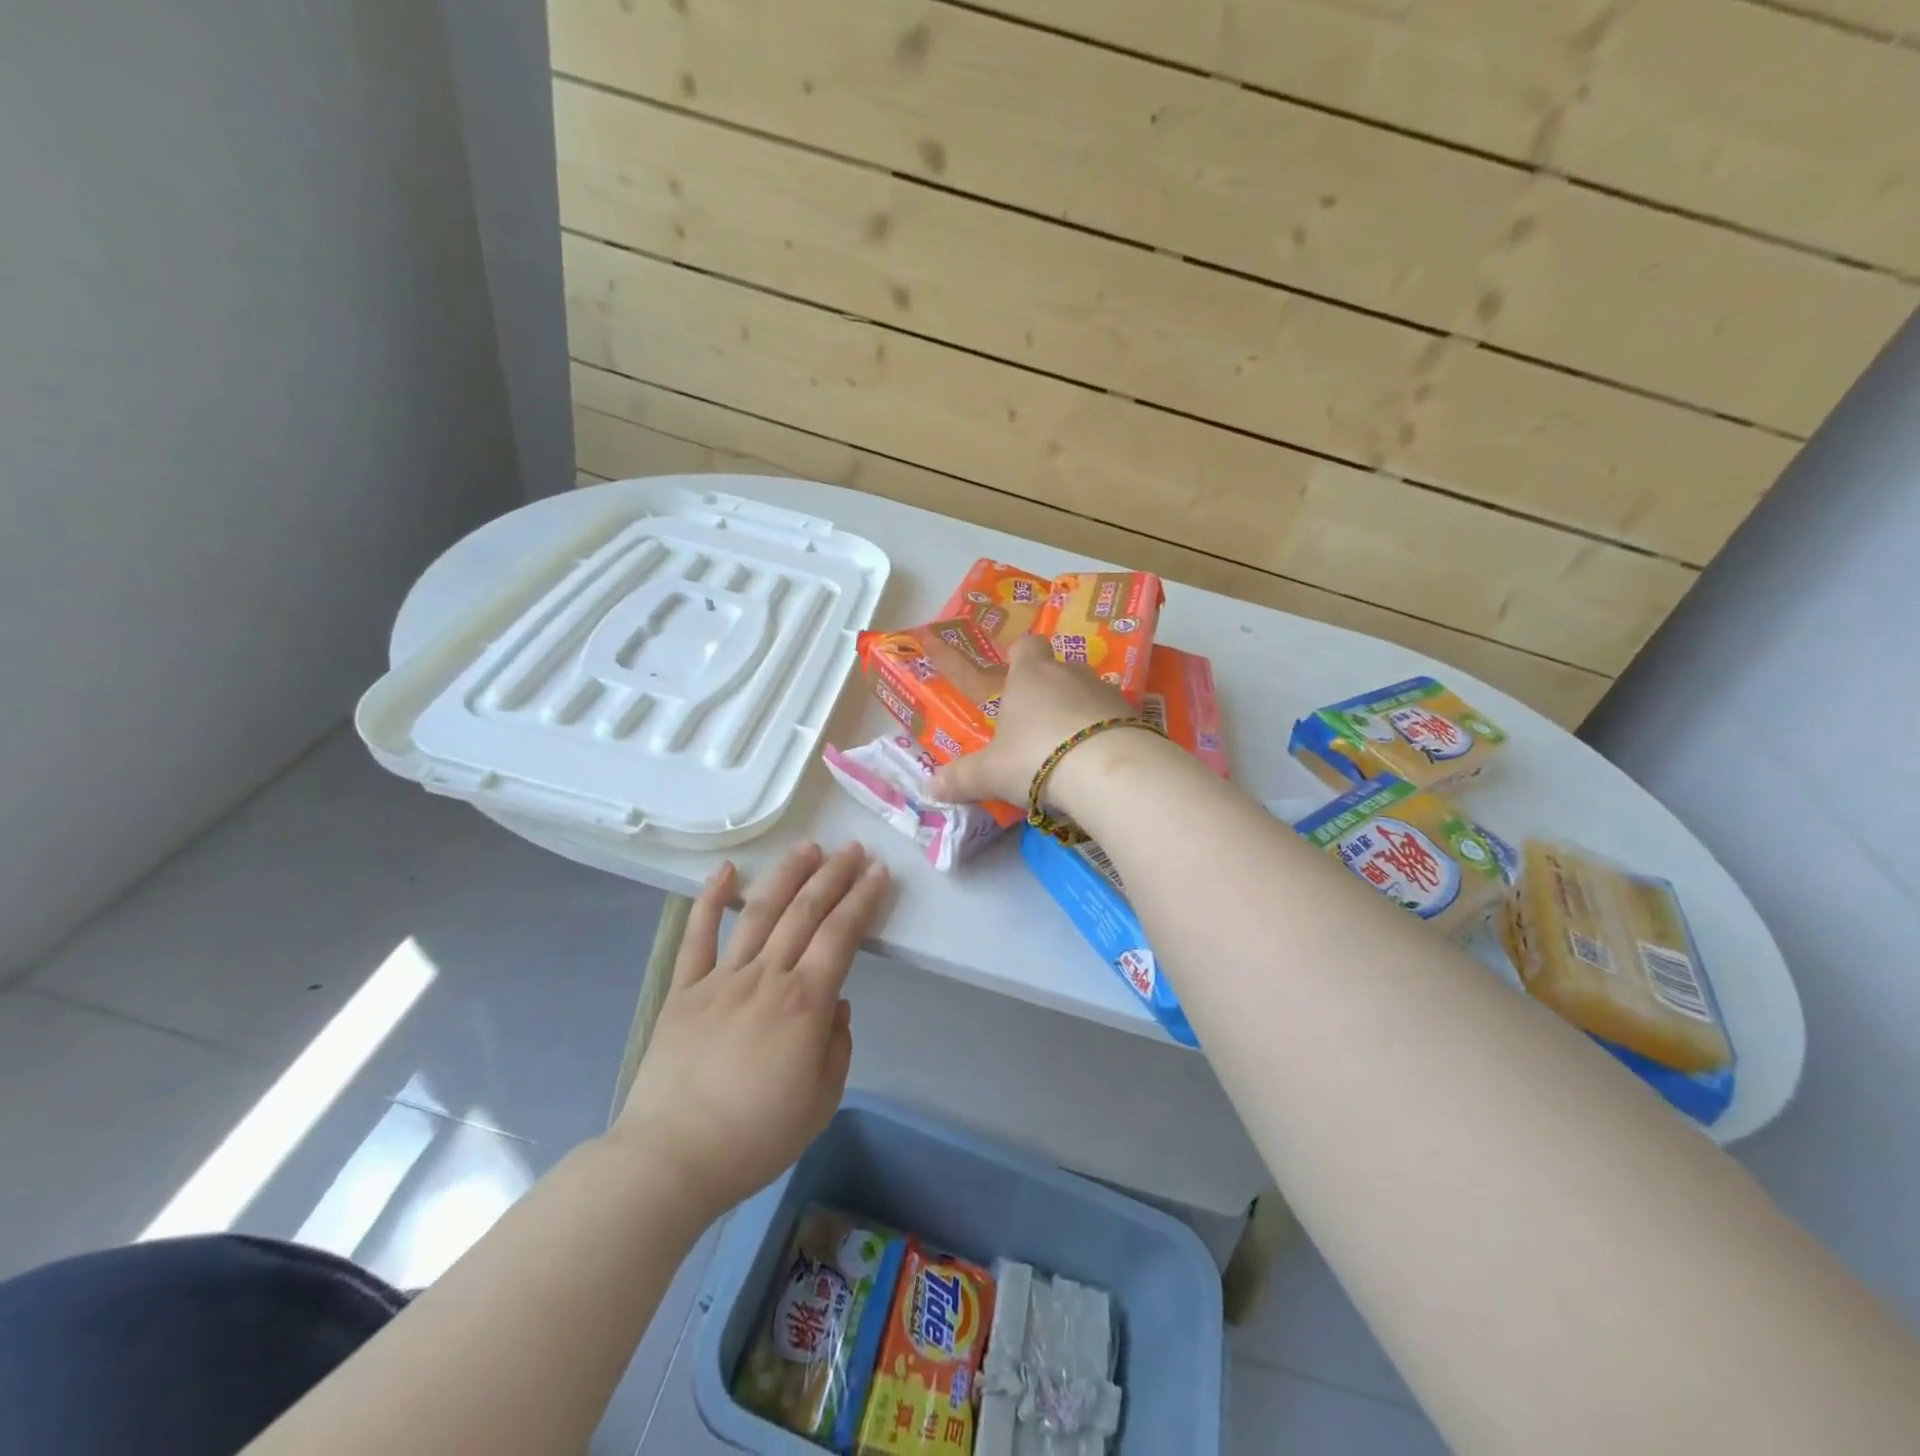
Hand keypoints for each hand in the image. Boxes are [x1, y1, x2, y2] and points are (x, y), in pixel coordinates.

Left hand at [613, 842, 890, 1221]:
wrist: (671, 1159)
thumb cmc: (755, 1136)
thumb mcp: (821, 1100)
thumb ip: (837, 1046)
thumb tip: (834, 1005)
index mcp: (805, 1001)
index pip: (842, 934)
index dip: (863, 899)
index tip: (878, 873)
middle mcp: (767, 976)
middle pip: (806, 911)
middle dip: (834, 875)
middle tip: (853, 850)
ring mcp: (722, 978)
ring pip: (759, 911)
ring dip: (787, 874)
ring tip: (807, 848)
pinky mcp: (685, 989)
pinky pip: (698, 935)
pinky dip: (710, 899)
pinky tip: (725, 871)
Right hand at [927, 634, 1135, 807]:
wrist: (1109, 770)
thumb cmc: (1036, 757)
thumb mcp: (990, 773)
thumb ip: (961, 778)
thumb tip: (929, 786)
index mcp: (1030, 676)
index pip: (1026, 646)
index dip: (1020, 656)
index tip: (1014, 672)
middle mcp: (1070, 674)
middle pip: (1058, 671)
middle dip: (1048, 693)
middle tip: (1035, 727)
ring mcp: (1107, 693)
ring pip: (1089, 694)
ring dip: (1079, 714)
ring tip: (1068, 750)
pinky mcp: (1135, 717)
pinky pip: (1114, 720)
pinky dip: (1105, 734)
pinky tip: (1096, 763)